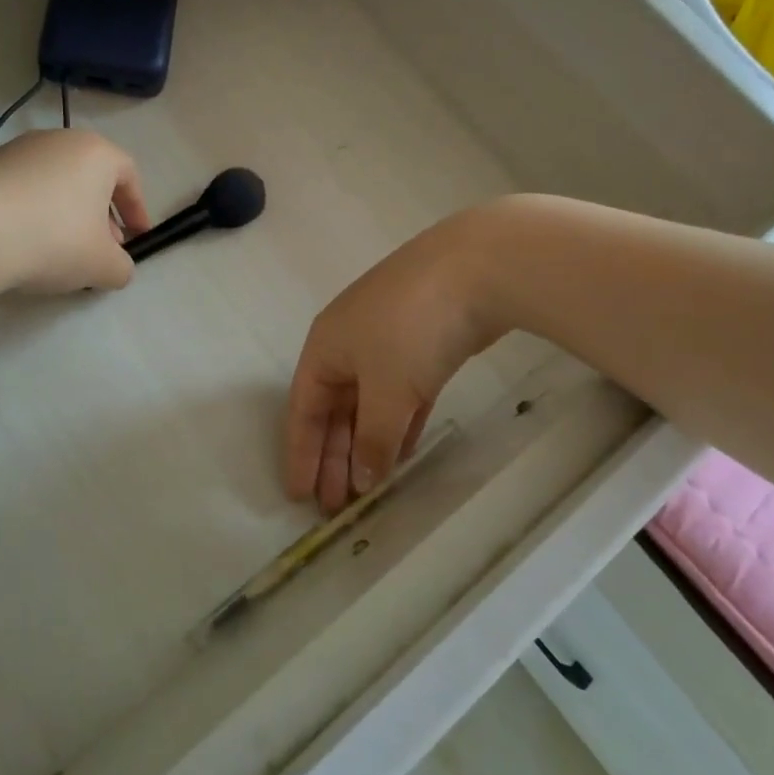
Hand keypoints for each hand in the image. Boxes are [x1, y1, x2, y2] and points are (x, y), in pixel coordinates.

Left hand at [0, 129, 149, 293]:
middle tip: (100, 248)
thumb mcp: (103, 265)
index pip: (129, 176)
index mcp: (96, 153)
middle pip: (90, 177)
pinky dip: (33, 212)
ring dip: (66, 213)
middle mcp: (58, 140)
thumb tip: (117, 268)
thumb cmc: (54, 240)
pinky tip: (24, 243)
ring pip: (55, 182)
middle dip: (101, 214)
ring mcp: (17, 150)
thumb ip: (122, 267)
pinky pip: (23, 189)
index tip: (138, 238)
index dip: (138, 210)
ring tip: (60, 250)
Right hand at [285, 209, 503, 512]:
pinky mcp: (422, 347)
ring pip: (368, 405)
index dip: (300, 453)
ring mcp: (386, 344)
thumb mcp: (386, 390)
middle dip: (333, 457)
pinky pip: (400, 397)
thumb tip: (363, 481)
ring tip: (367, 489)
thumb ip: (372, 439)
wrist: (474, 269)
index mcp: (324, 348)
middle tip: (336, 506)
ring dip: (365, 445)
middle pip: (333, 410)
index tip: (299, 496)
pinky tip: (400, 456)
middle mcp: (348, 345)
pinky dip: (397, 426)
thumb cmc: (410, 329)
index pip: (303, 410)